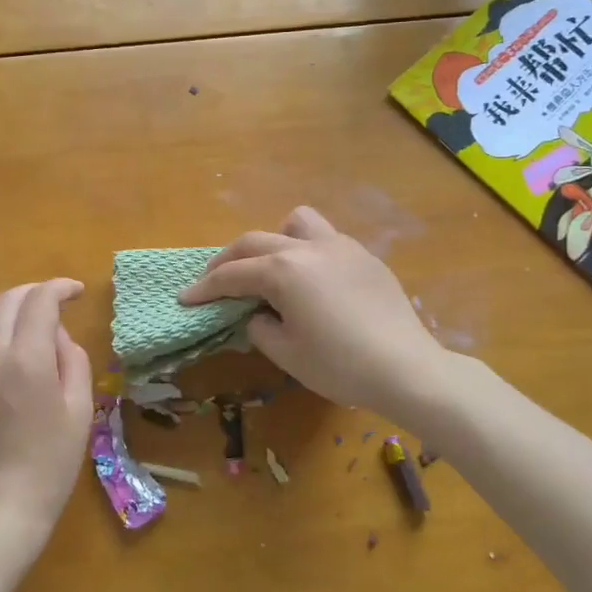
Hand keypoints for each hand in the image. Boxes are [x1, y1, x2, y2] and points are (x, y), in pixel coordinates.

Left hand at [0, 280, 93, 546]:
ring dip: (7, 308)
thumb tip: (57, 335)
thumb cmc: (52, 462)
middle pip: (6, 301)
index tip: (77, 292)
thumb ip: (72, 360)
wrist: (2, 508)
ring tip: (28, 320)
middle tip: (56, 301)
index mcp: (26, 359)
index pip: (39, 301)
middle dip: (34, 292)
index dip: (60, 288)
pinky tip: (2, 348)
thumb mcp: (79, 409)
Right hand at [178, 207, 445, 418]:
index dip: (204, 288)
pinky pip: (325, 240)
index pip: (232, 274)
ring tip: (272, 267)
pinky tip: (312, 282)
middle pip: (255, 242)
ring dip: (274, 240)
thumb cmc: (339, 365)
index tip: (185, 298)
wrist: (406, 369)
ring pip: (296, 223)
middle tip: (213, 281)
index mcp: (283, 270)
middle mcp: (308, 247)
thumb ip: (260, 326)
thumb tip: (259, 313)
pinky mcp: (364, 257)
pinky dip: (306, 252)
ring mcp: (341, 247)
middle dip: (228, 260)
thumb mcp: (286, 353)